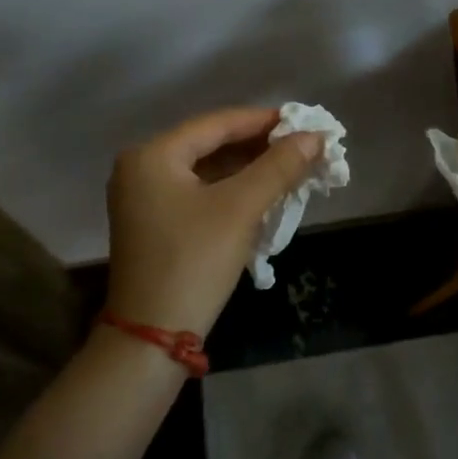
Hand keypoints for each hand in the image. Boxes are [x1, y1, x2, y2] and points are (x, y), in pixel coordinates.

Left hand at [105, 107, 323, 336]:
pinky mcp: (155, 223)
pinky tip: (264, 193)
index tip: (304, 120)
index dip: (263, 121)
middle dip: (259, 147)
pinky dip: (231, 191)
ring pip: (207, 170)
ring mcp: (145, 197)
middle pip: (211, 144)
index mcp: (152, 155)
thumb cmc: (194, 261)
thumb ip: (278, 167)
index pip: (217, 123)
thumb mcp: (240, 209)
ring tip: (292, 167)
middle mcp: (142, 168)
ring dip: (248, 169)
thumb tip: (315, 137)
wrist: (152, 338)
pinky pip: (199, 192)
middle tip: (303, 146)